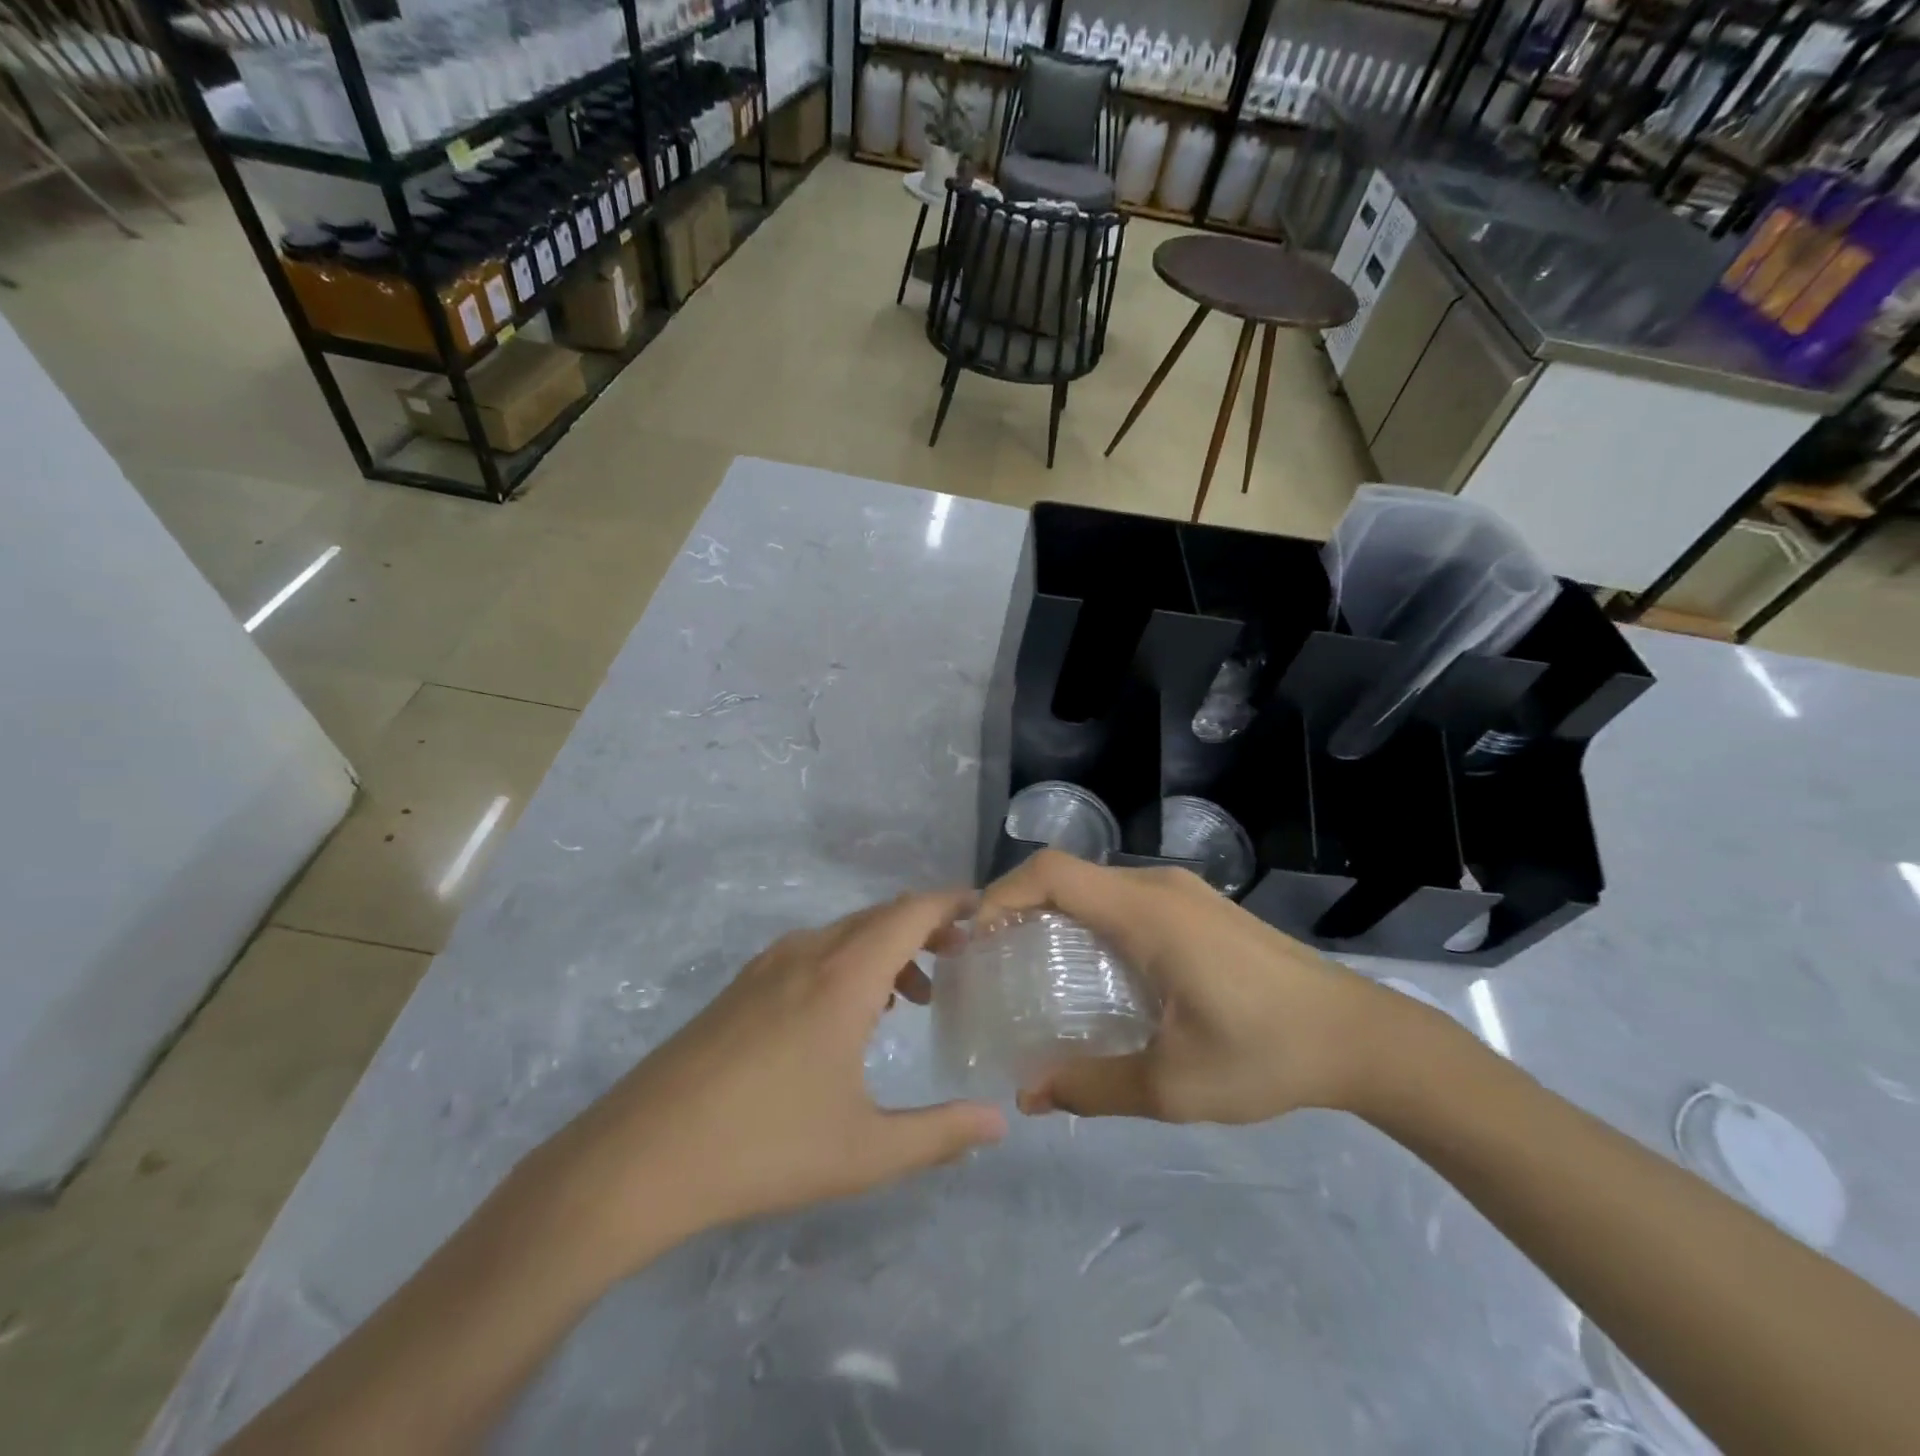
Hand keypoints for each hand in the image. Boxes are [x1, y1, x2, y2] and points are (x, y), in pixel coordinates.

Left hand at [529, 890, 1006, 1276]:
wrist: (639, 1158)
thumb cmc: (763, 1149)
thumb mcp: (864, 1152)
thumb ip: (940, 1135)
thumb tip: (999, 1124)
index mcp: (843, 976)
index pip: (910, 911)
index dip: (952, 902)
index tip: (985, 911)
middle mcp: (807, 953)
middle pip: (880, 916)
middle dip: (926, 927)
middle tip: (960, 958)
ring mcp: (767, 966)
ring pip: (844, 934)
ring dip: (886, 950)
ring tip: (912, 998)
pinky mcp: (741, 987)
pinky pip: (812, 952)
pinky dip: (849, 963)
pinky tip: (848, 1016)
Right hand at [978, 850, 1409, 1123]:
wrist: (1361, 1037)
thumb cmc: (1266, 1054)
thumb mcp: (1174, 1084)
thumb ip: (1093, 1086)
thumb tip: (1028, 1096)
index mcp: (1147, 913)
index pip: (1053, 872)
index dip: (1003, 893)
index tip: (975, 937)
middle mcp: (1159, 887)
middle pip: (1070, 875)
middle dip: (1021, 906)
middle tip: (993, 960)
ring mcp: (1183, 893)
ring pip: (1098, 887)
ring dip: (1057, 914)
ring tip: (1033, 968)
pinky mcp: (1199, 908)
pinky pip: (1125, 900)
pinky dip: (1091, 922)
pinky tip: (1096, 973)